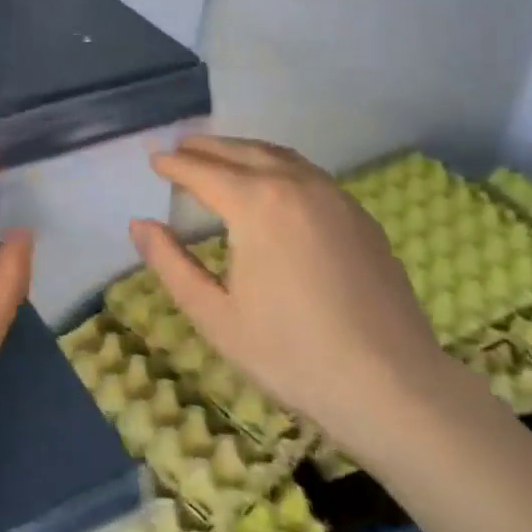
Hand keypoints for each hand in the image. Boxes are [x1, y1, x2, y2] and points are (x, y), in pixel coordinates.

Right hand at [128, 136, 455, 464]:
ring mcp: (334, 196)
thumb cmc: (291, 354)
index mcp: (256, 204)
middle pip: (240, 151)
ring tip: (219, 156)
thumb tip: (140, 224)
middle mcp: (296, 184)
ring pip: (278, 155)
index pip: (203, 171)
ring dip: (242, 150)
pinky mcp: (359, 214)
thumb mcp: (215, 316)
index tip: (153, 159)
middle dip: (205, 147)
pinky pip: (307, 173)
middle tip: (179, 147)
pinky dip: (277, 165)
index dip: (174, 164)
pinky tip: (271, 183)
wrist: (392, 384)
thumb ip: (171, 264)